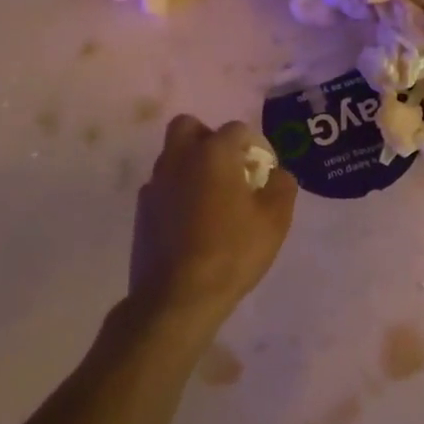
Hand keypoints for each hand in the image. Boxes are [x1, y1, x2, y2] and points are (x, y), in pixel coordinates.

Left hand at [128, 114, 297, 332]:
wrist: (177, 297)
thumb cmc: (232, 252)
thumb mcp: (275, 220)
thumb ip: (282, 186)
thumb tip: (276, 173)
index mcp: (213, 153)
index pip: (236, 130)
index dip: (255, 146)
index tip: (263, 173)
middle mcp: (179, 159)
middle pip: (189, 127)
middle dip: (209, 139)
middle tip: (228, 168)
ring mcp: (155, 184)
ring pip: (172, 156)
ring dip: (192, 165)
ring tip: (212, 199)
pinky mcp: (142, 210)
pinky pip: (163, 186)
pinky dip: (177, 192)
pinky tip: (192, 221)